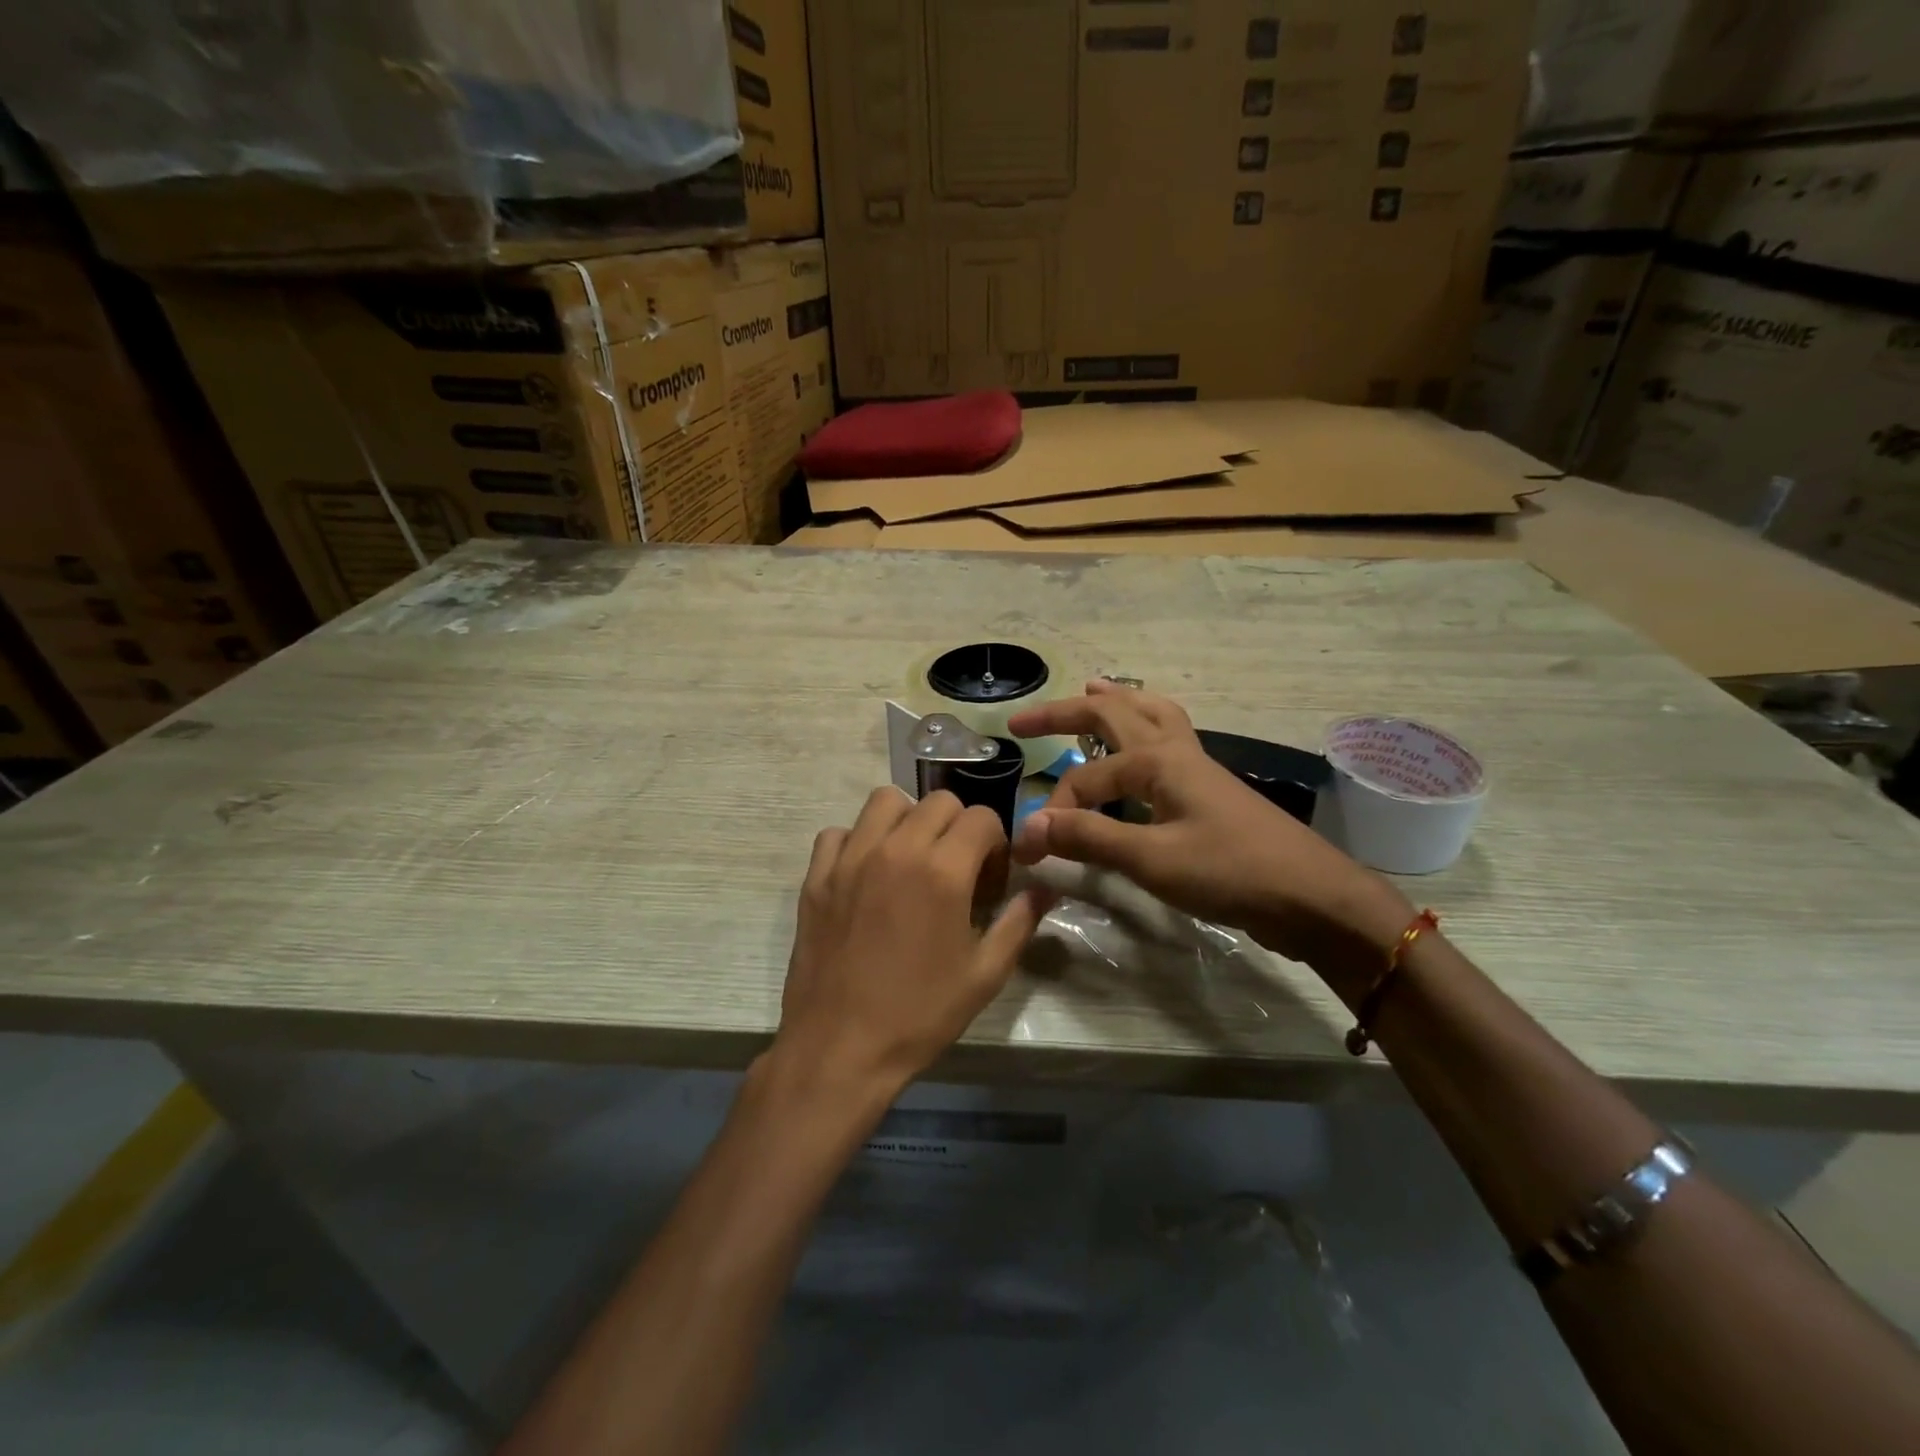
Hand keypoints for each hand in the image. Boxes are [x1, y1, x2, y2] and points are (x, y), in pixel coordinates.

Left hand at [774, 788, 1055, 1094]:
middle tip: (956, 868)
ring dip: (908, 819)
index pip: (981, 817)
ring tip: (911, 858)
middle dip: (958, 826)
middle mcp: (896, 848)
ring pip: (885, 801)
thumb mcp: (984, 975)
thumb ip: (1019, 922)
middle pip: (938, 801)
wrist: (840, 1048)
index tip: (990, 877)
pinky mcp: (817, 875)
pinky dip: (857, 841)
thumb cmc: (920, 1014)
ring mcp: (850, 858)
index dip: (995, 843)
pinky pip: (839, 832)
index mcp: (943, 870)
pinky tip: (865, 875)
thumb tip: (1045, 888)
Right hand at [1007, 682, 1411, 977]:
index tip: (1030, 850)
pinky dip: (1144, 728)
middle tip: (1025, 720)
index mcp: (1157, 760)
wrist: (1311, 897)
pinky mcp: (1209, 792)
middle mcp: (1175, 751)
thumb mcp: (1152, 859)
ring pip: (1152, 715)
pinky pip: (1168, 740)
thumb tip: (1029, 824)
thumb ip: (1089, 837)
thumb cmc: (1230, 871)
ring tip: (1094, 691)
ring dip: (1117, 703)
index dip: (1053, 813)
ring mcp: (1197, 768)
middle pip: (1115, 712)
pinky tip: (1140, 747)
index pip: (1085, 780)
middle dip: (1066, 712)